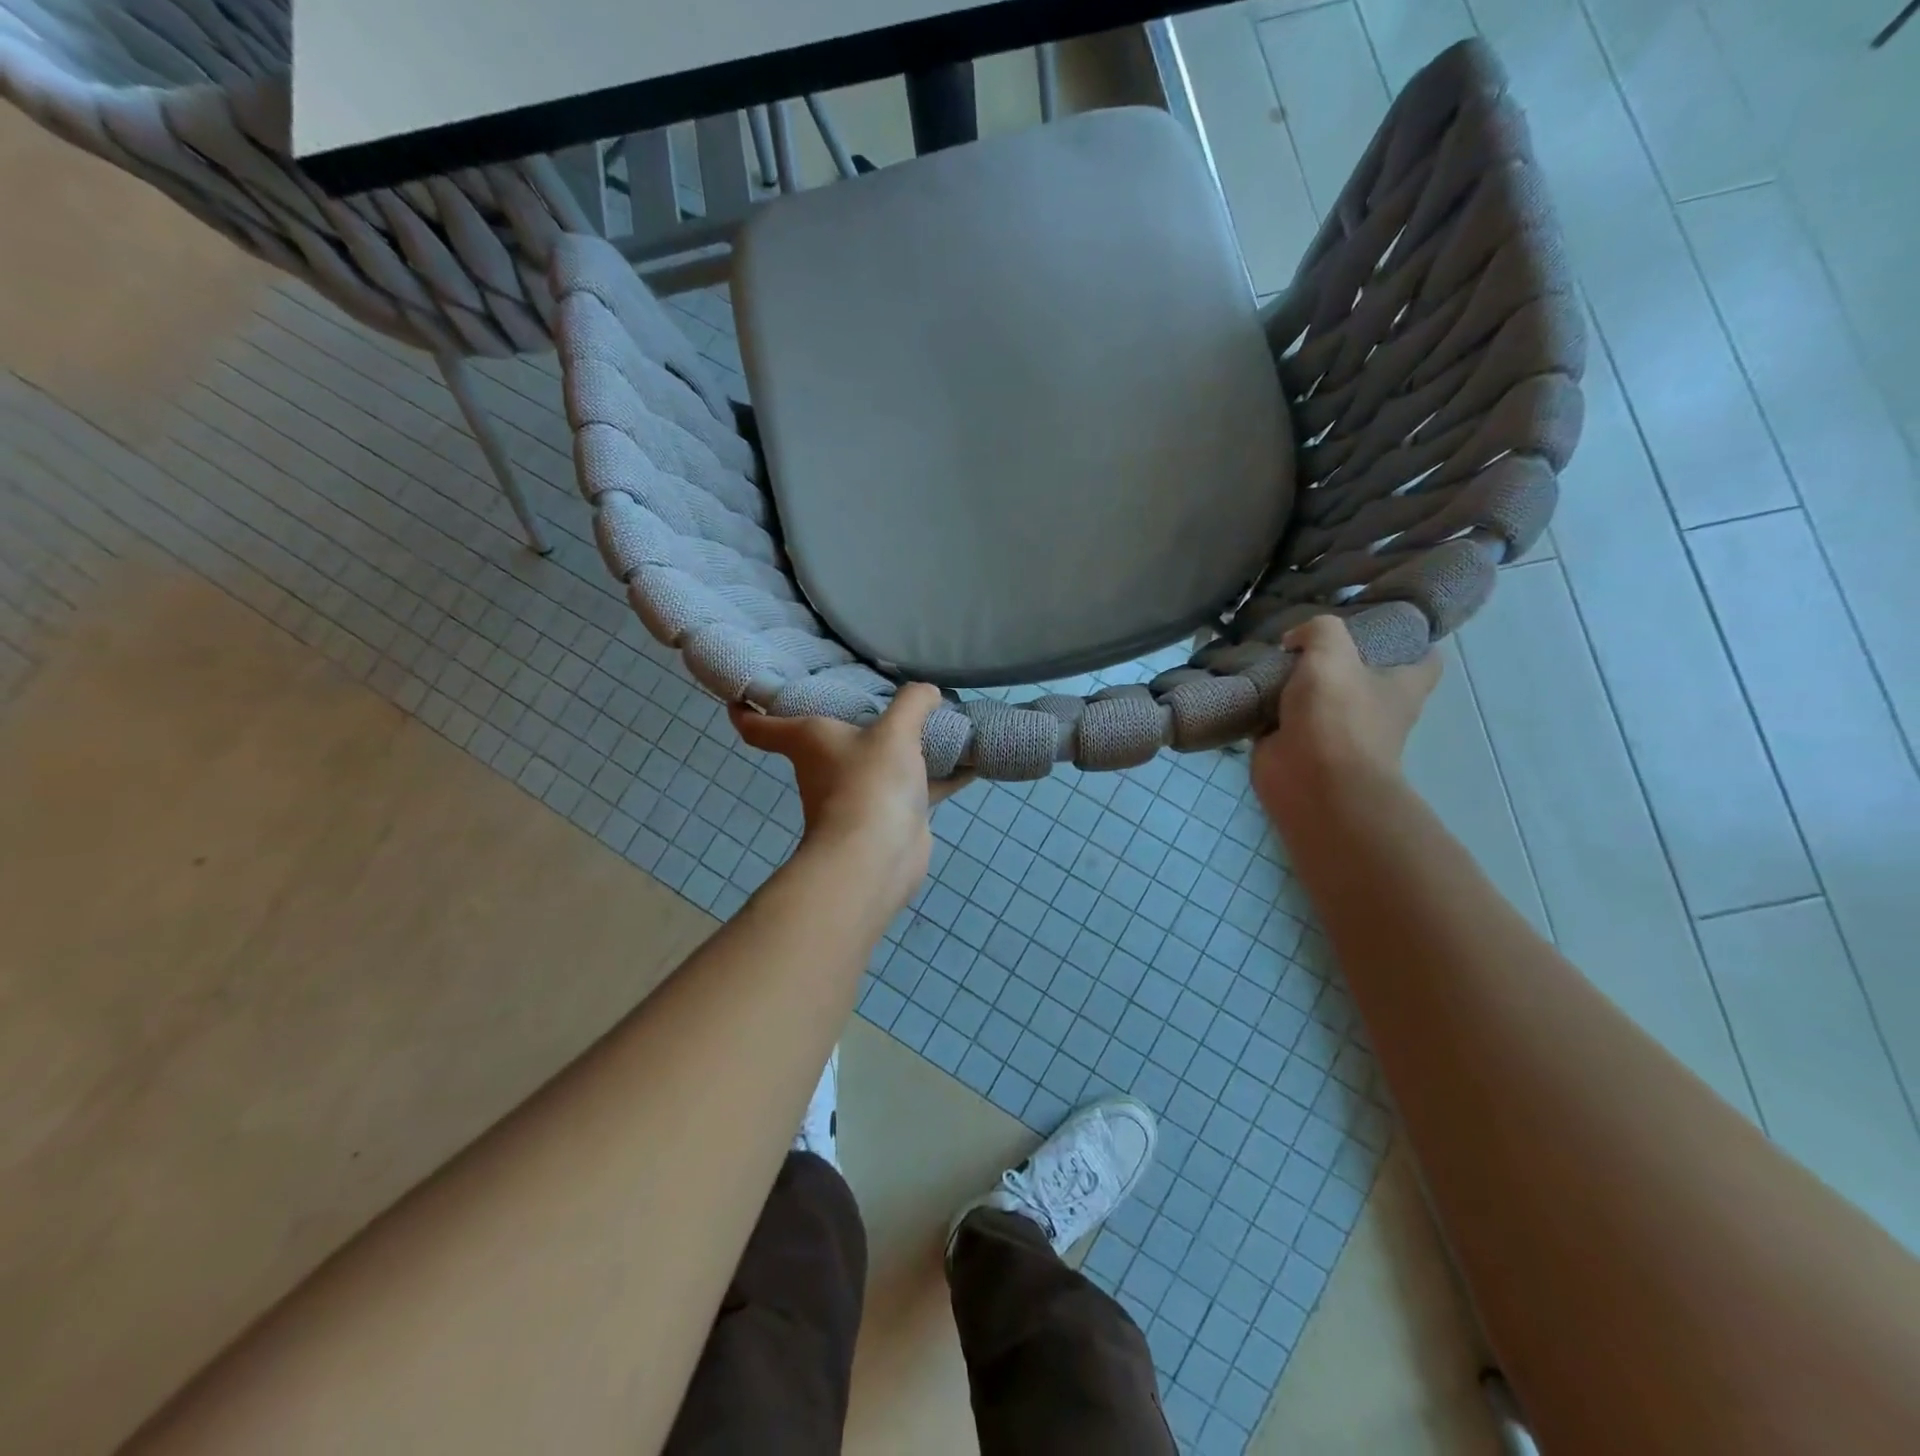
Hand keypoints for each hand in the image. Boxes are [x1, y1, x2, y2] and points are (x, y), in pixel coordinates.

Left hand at [729, 684, 965, 909]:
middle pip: (830, 737)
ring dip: (906, 747)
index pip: (758, 725)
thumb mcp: (895, 730)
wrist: (878, 857)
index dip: (745, 707)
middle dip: (852, 716)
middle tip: (882, 688)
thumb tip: (928, 691)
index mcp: (808, 739)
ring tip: (936, 721)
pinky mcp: (890, 816)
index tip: (742, 692)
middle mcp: (827, 765)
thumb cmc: (870, 782)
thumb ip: (913, 703)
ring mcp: (859, 793)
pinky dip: (941, 775)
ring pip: (880, 760)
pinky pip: (917, 787)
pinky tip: (970, 760)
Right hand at [1251, 615, 1439, 822]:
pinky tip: (1247, 687)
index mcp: (1401, 687)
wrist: (1310, 782)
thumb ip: (1318, 631)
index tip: (1381, 622)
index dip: (1410, 639)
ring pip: (1317, 697)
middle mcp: (1373, 710)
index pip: (1425, 658)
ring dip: (1295, 683)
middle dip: (1338, 658)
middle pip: (1362, 675)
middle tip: (1306, 635)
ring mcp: (1334, 731)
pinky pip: (1280, 720)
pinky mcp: (1297, 747)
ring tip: (1268, 657)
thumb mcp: (1332, 654)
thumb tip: (1295, 640)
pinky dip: (1265, 707)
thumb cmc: (1337, 716)